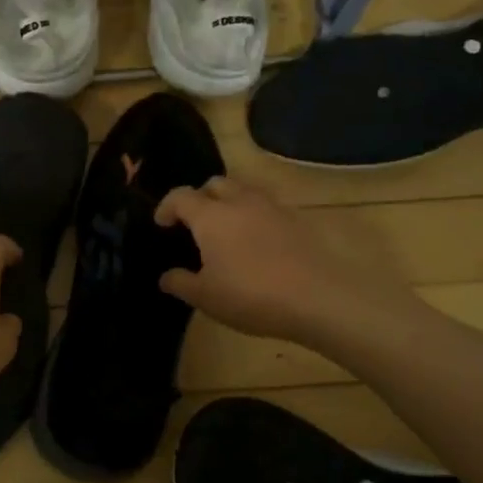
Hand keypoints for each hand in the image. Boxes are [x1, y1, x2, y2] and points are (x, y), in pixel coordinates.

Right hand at [155, 177, 409, 345]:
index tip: (161, 224)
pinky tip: (258, 243)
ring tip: (228, 230)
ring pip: (245, 191)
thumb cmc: (251, 295)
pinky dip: (256, 217)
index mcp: (211, 216)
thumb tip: (166, 276)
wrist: (320, 298)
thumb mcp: (205, 297)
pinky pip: (268, 208)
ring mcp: (273, 208)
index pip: (180, 196)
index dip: (166, 207)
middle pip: (215, 184)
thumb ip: (180, 283)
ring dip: (230, 202)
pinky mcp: (298, 220)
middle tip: (195, 222)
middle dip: (201, 197)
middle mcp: (240, 202)